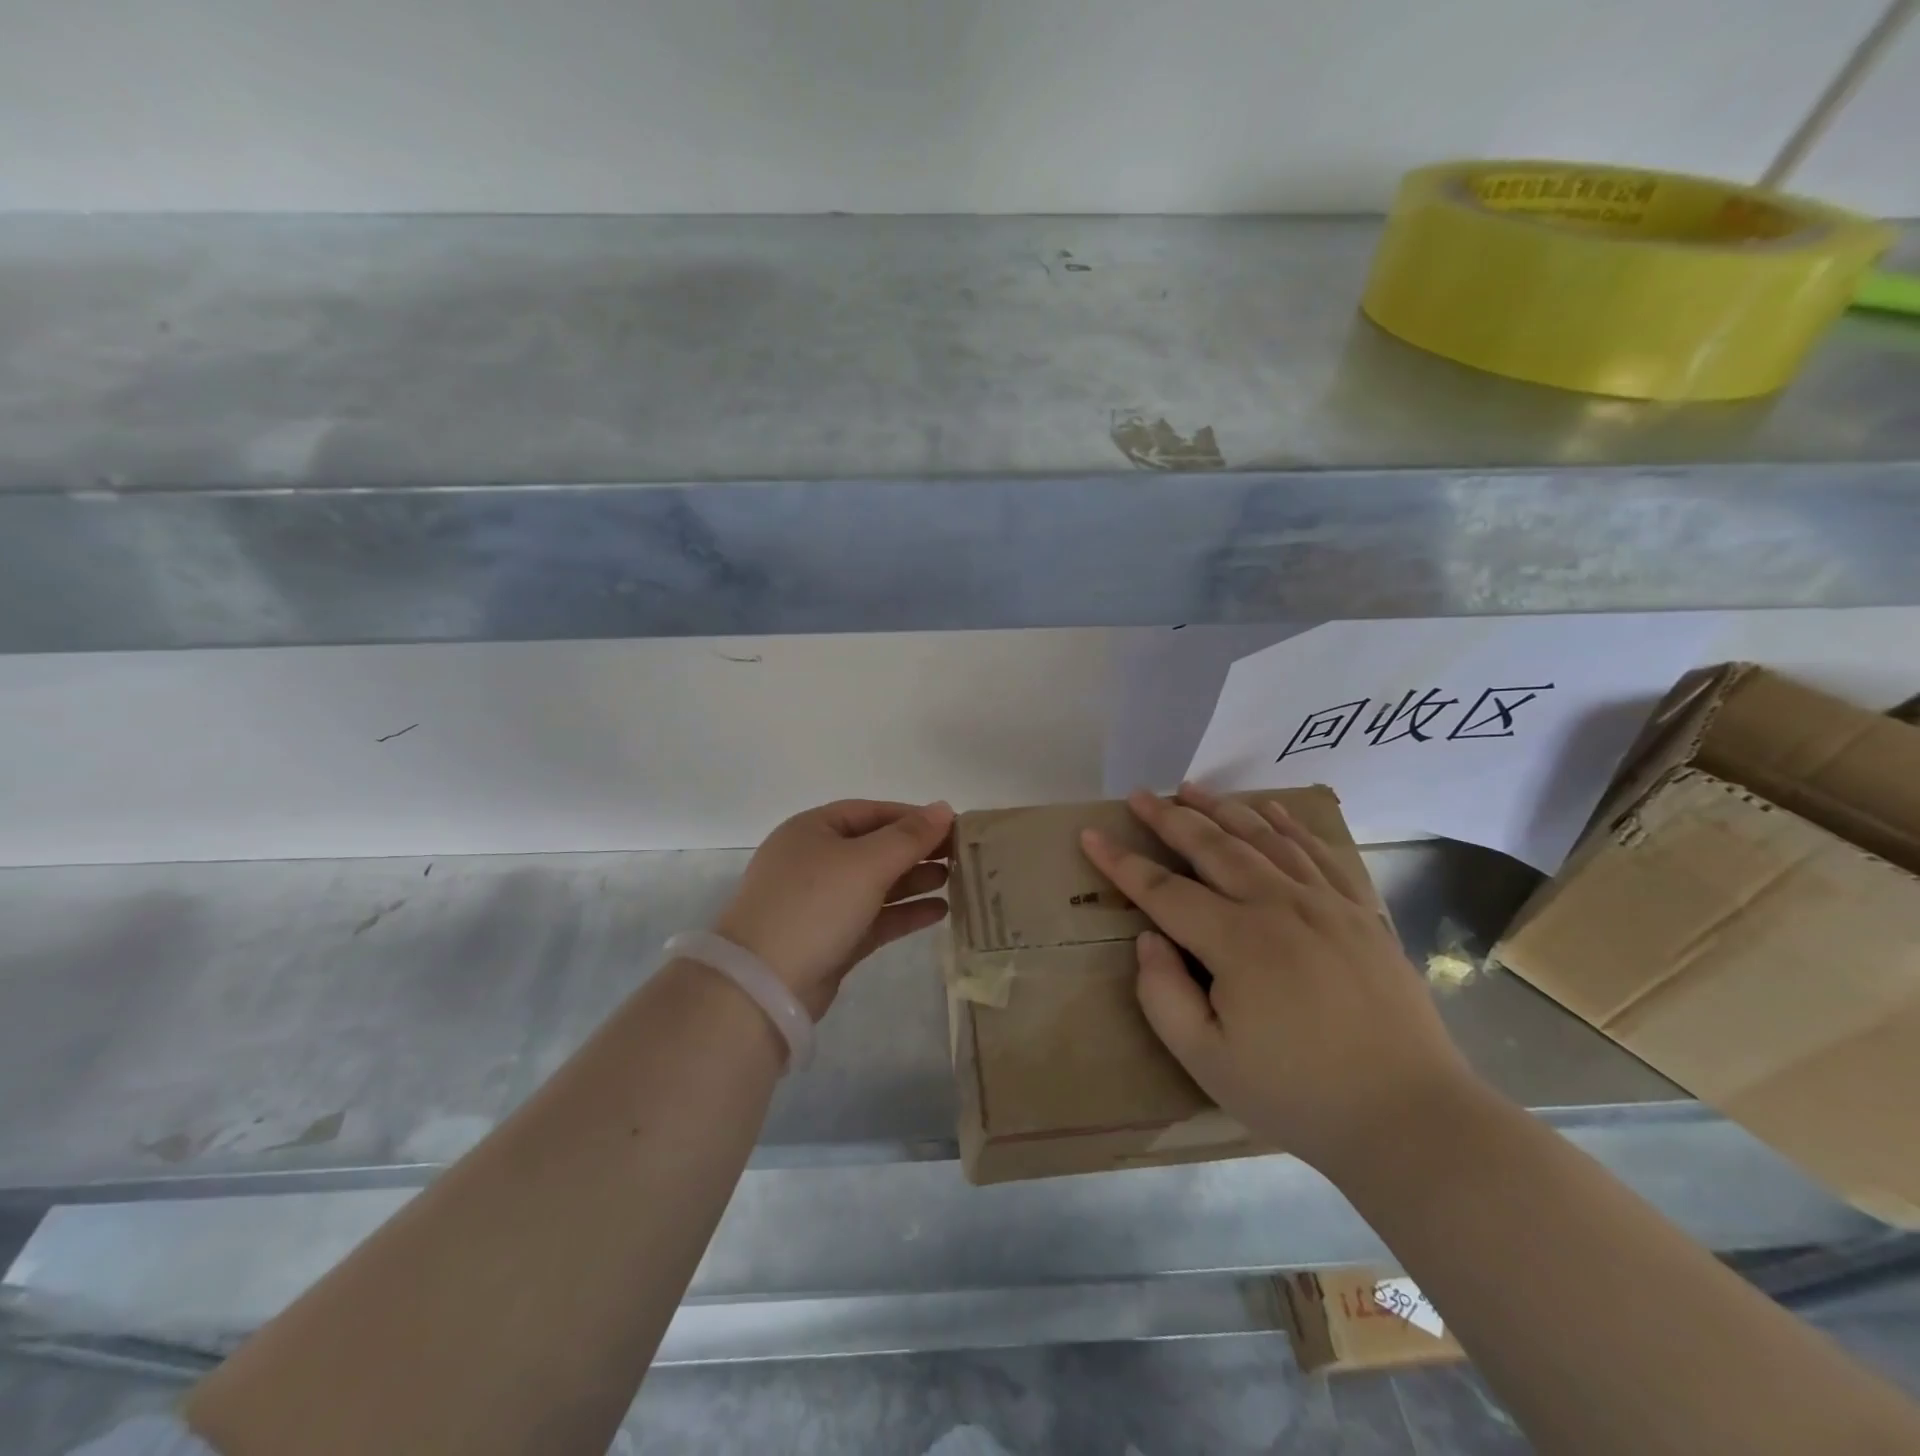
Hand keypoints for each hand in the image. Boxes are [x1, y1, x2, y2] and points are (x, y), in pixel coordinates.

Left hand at [714, 799, 953, 1018]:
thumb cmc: (815, 904)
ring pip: (877, 884)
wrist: (763, 984)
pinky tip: (940, 912)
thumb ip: (909, 836)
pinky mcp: (831, 939)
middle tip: (963, 856)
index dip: (913, 817)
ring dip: (915, 880)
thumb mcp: (866, 863)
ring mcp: (821, 902)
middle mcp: (815, 860)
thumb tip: (944, 808)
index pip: (871, 812)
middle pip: (876, 847)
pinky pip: (875, 917)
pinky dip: (905, 913)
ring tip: (957, 881)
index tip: (954, 826)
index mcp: (813, 830)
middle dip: (918, 850)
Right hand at [1079, 783, 1477, 1175]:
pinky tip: (1270, 810)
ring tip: (1191, 788)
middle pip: (1212, 847)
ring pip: (1263, 838)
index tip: (1091, 833)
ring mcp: (1326, 904)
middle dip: (1169, 818)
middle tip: (1140, 795)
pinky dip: (1289, 825)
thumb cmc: (1298, 1096)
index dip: (1121, 861)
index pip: (1163, 890)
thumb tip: (1149, 938)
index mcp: (1237, 942)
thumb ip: (1163, 996)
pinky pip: (1319, 853)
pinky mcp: (1361, 913)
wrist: (1411, 1117)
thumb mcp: (1207, 1062)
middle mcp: (1279, 906)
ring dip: (1222, 808)